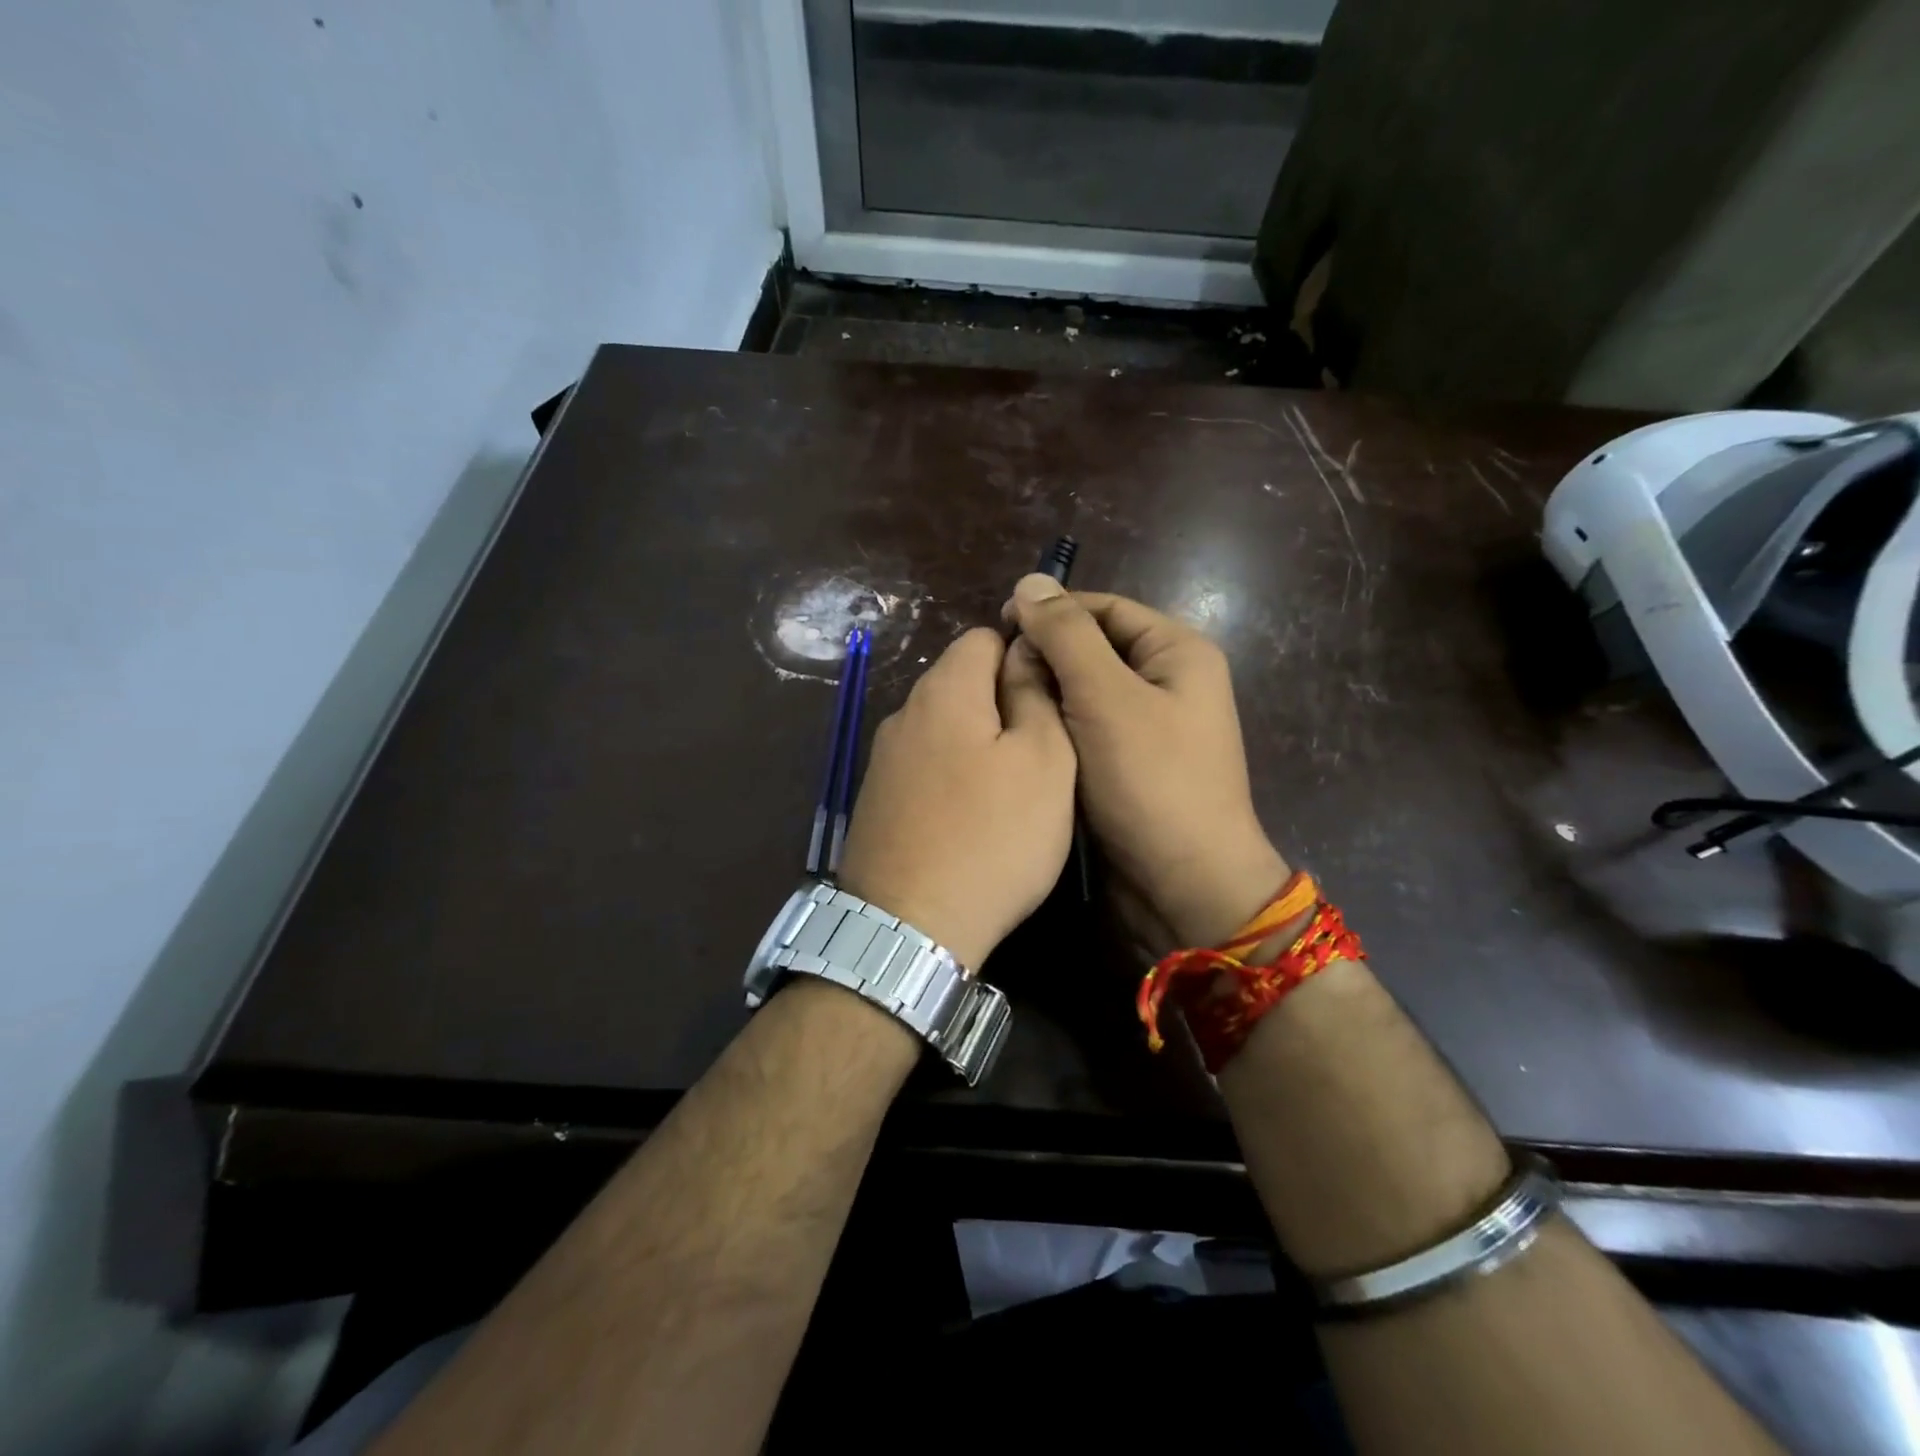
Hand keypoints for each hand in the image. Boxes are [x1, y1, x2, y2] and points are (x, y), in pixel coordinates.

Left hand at [836, 627, 1076, 969]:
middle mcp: (904, 713)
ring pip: (944, 727)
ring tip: (1011, 788)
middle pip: (961, 681)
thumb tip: (1026, 651)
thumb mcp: (1044, 761)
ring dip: (979, 741)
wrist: (909, 928)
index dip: (1025, 654)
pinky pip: (925, 766)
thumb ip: (1036, 695)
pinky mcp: (876, 800)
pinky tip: (970, 816)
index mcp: (944, 690)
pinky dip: (953, 775)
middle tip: (1043, 751)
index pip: (985, 636)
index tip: (1055, 698)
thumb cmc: (993, 838)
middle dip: (1004, 701)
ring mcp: (883, 759)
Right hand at [1002, 575, 1289, 952]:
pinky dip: (1055, 729)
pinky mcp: (1129, 764)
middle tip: (993, 675)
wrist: (1185, 885)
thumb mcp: (1106, 698)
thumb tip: (1029, 582)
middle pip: (1094, 648)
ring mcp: (1149, 726)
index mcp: (1177, 652)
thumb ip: (1066, 636)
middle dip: (1045, 657)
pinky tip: (1021, 737)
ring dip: (1046, 695)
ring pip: (1084, 692)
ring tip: (999, 704)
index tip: (998, 627)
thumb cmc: (1151, 782)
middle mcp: (1167, 682)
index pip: (1105, 608)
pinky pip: (1085, 730)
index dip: (1052, 611)